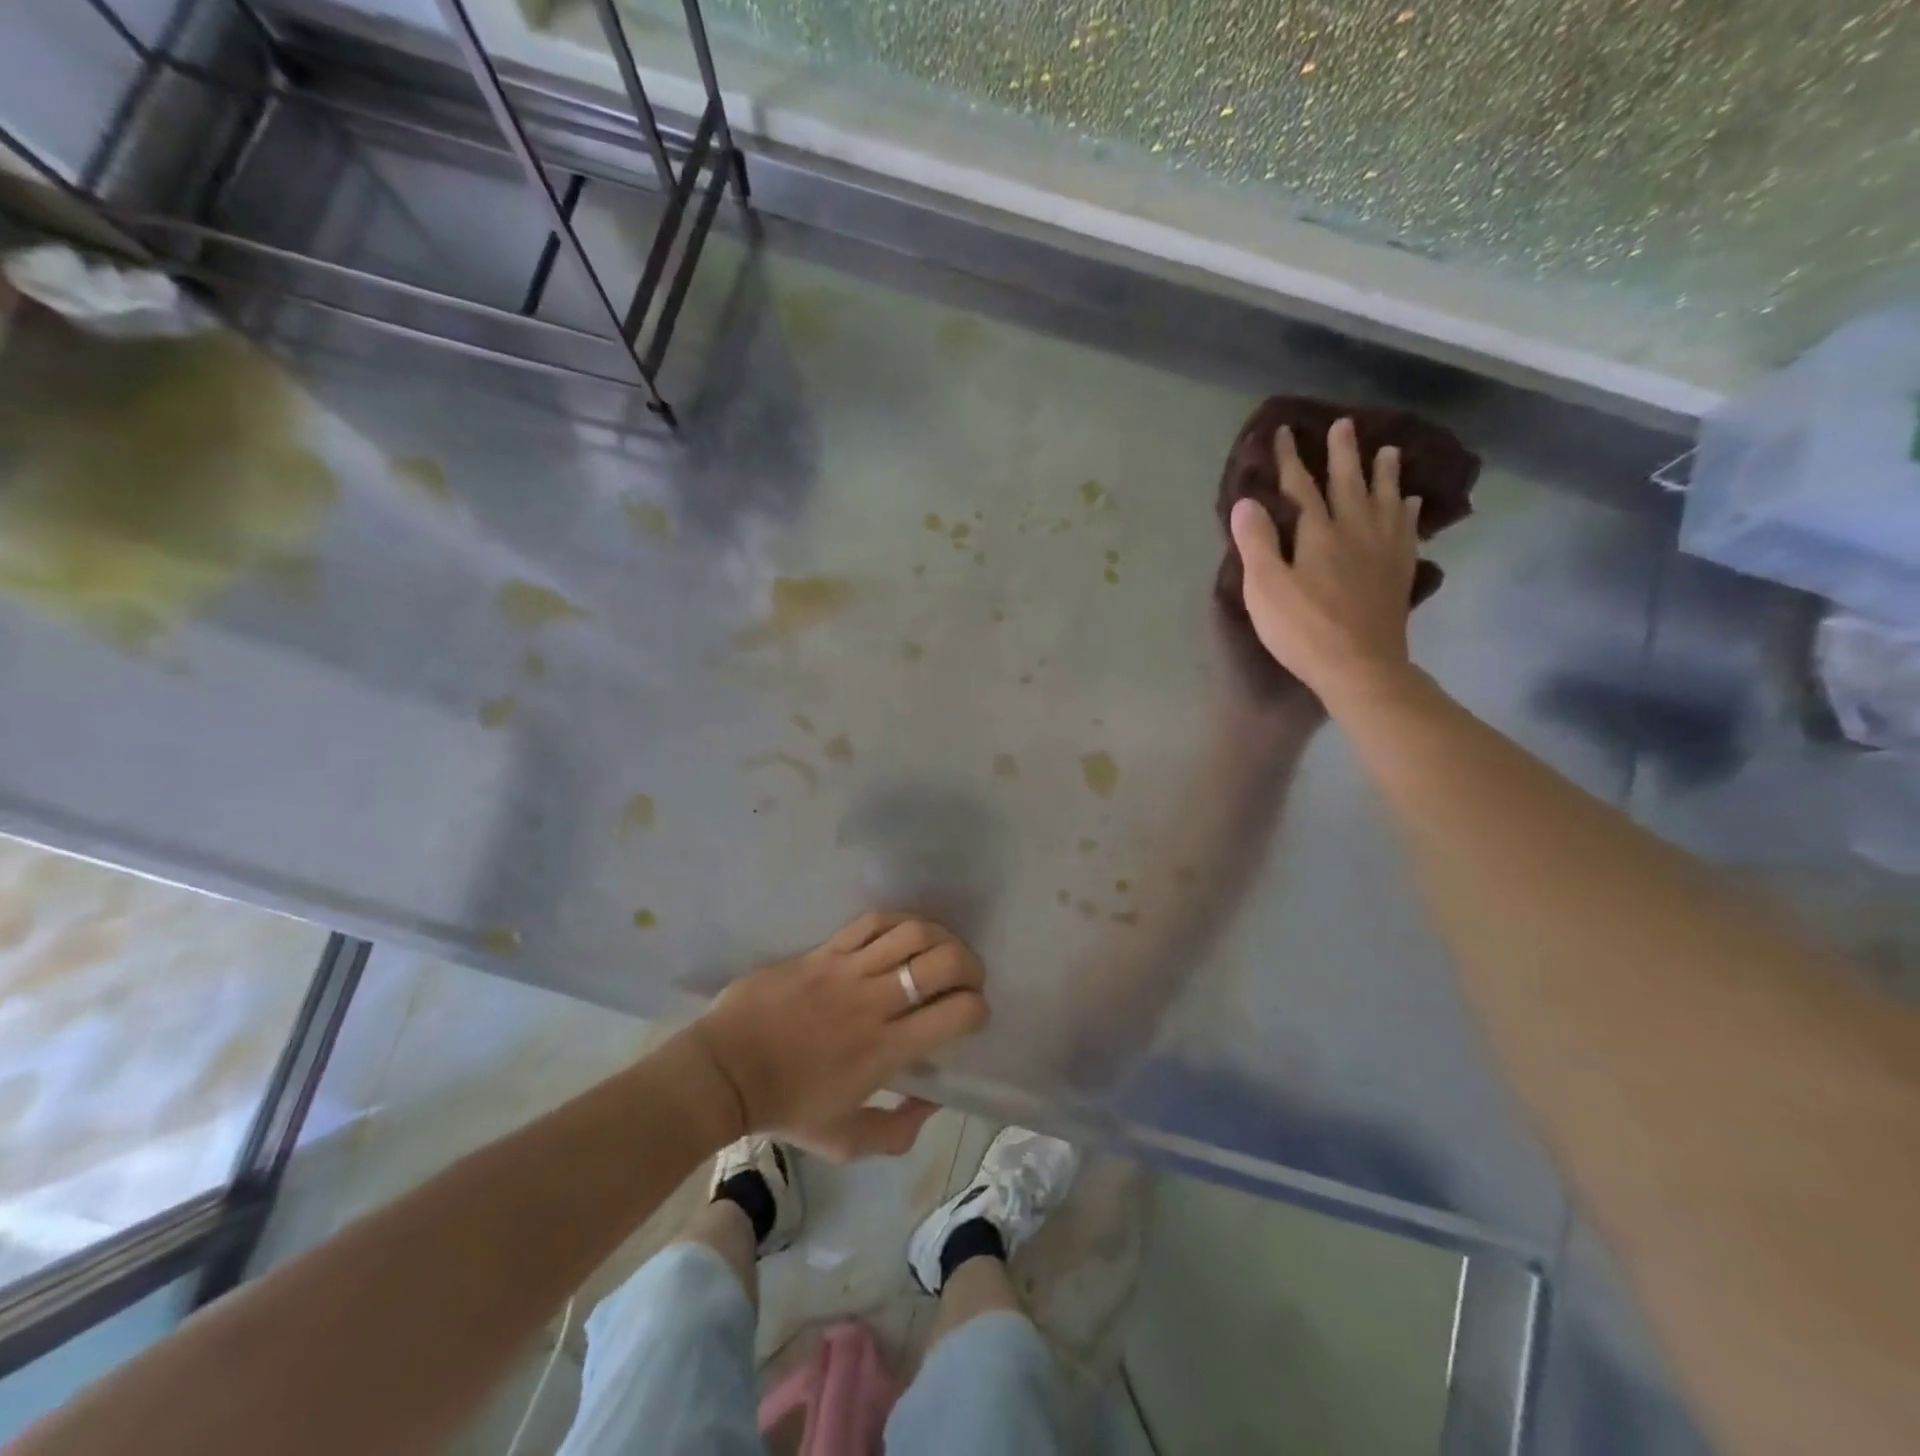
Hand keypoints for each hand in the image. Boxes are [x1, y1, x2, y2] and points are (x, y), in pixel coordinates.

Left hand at [689, 912, 988, 1159]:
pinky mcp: (824, 951)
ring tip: (940, 951)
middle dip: (970, 966)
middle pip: (943, 962)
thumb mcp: (844, 1141)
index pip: (955, 1014)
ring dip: (940, 937)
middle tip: (968, 978)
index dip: (978, 1009)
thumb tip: (933, 1101)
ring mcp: (847, 970)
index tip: (973, 1015)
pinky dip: (899, 922)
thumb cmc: (785, 1107)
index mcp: (885, 1050)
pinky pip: (872, 922)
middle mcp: (874, 1003)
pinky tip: (905, 934)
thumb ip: (897, 1131)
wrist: (724, 1071)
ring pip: (912, 932)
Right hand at [1229, 418, 1420, 709]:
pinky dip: (1408, 510)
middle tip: (1345, 424)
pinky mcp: (1399, 572)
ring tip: (1388, 450)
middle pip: (1349, 483)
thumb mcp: (1265, 588)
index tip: (1284, 431)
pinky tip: (1410, 503)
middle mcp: (1355, 530)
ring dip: (1384, 473)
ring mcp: (1383, 550)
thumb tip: (1246, 501)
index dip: (1290, 458)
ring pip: (1385, 499)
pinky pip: (1407, 529)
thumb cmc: (1303, 629)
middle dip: (1343, 453)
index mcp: (1318, 533)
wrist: (1360, 666)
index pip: (1301, 486)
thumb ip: (1256, 543)